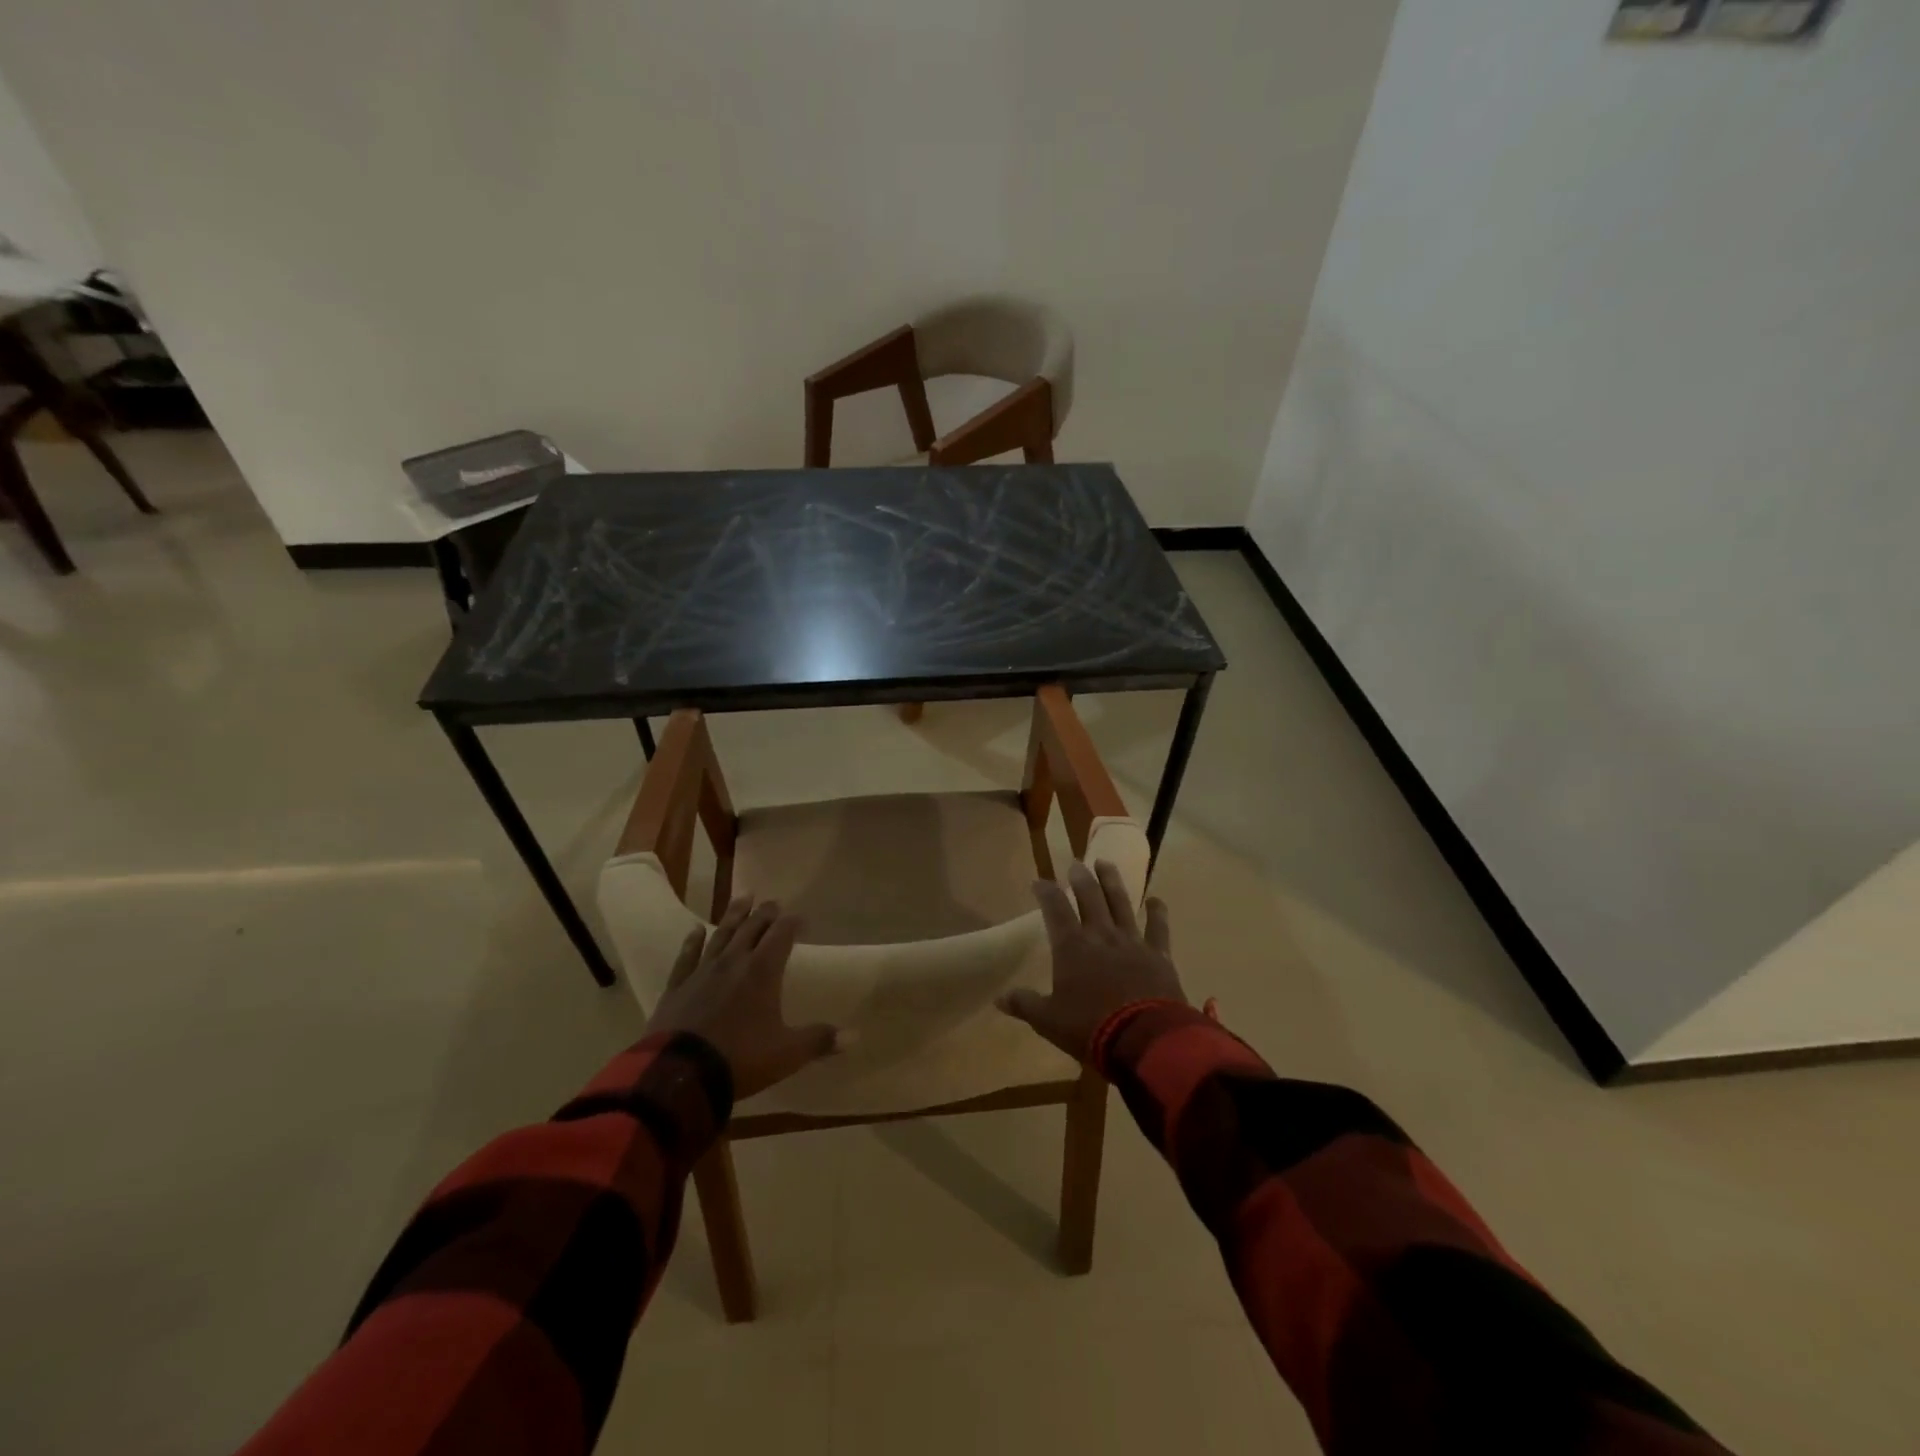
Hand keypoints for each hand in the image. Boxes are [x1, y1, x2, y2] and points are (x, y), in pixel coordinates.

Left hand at [644, 897, 846, 1099]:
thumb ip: (819, 1040)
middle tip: (773, 902)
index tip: (801, 917)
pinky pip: (687, 957)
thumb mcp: (787, 1053)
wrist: (679, 1075)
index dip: (792, 923)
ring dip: (734, 915)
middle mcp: (734, 962)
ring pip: (721, 935)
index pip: (781, 935)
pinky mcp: (677, 987)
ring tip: (742, 898)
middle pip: (751, 928)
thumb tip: (855, 1035)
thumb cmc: (740, 1058)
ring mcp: (702, 972)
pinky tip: (695, 930)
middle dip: (765, 913)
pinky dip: (693, 942)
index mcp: (763, 972)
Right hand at [997, 860, 1186, 1062]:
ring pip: (1120, 903)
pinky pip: (1158, 928)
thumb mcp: (1048, 1021)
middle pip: (1090, 897)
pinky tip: (1156, 900)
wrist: (1144, 1039)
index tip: (1039, 880)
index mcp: (1071, 947)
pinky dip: (1157, 912)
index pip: (1055, 909)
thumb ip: (1025, 1004)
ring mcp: (1132, 942)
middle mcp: (1101, 935)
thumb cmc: (1090, 1027)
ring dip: (1112, 881)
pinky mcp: (1158, 955)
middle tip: (1076, 863)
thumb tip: (999, 999)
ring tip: (1105, 863)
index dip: (1046, 892)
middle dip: (1081, 878)